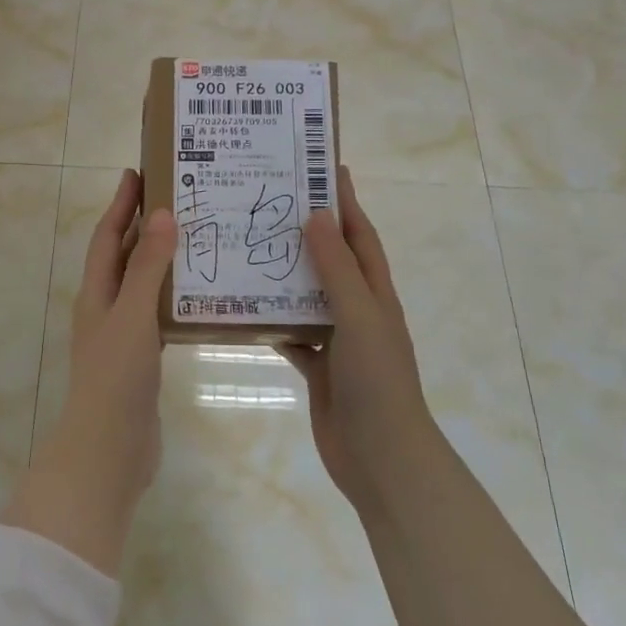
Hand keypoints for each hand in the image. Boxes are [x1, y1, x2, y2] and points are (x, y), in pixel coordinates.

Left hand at [1, 170, 174, 575]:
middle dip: (143, 226)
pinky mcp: (142, 359)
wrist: (109, 450)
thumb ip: (148, 267)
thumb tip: (162, 213)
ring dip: (162, 259)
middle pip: (124, 257)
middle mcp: (106, 308)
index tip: (138, 172)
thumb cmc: (116, 377)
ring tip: (196, 238)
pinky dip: (173, 296)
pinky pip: (157, 314)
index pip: (107, 236)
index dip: (120, 204)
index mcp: (96, 293)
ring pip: (142, 284)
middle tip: (178, 198)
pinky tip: (200, 294)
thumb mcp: (133, 315)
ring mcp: (123, 335)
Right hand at [277, 169, 434, 513]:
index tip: (323, 167)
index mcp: (375, 293)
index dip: (345, 202)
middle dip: (307, 232)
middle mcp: (357, 310)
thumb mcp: (360, 316)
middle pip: (331, 261)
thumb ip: (337, 268)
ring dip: (284, 275)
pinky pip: (291, 334)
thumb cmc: (377, 381)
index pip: (359, 235)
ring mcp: (338, 340)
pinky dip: (272, 321)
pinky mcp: (318, 367)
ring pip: (307, 296)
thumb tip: (315, 216)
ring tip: (248, 248)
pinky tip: (244, 308)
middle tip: (269, 203)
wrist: (381, 457)